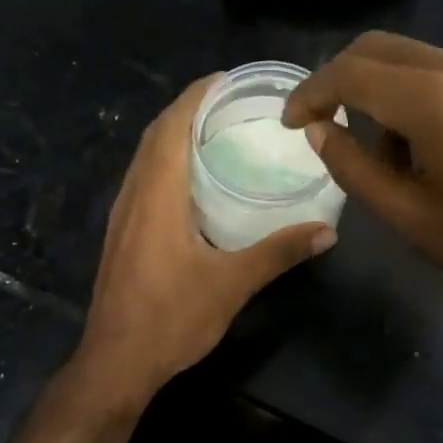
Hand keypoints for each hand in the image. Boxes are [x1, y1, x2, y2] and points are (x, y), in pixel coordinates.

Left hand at [76, 76, 335, 402]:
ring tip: (216, 130)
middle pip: (156, 135)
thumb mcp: (232, 284)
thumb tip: (327, 232)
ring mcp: (123, 215)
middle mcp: (134, 194)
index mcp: (157, 194)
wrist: (116, 362)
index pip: (172, 125)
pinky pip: (144, 179)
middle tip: (230, 102)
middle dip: (188, 109)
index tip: (227, 79)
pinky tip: (193, 180)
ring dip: (174, 134)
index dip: (196, 95)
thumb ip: (278, 252)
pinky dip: (167, 162)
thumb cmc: (171, 318)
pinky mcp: (122, 234)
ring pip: (146, 157)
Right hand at [284, 32, 442, 315]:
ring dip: (381, 90)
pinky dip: (416, 94)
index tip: (291, 123)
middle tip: (323, 123)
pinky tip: (429, 145)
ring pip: (413, 58)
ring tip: (384, 154)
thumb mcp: (409, 215)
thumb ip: (354, 168)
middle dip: (340, 79)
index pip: (349, 72)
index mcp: (429, 98)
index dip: (310, 93)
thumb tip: (320, 131)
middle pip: (378, 48)